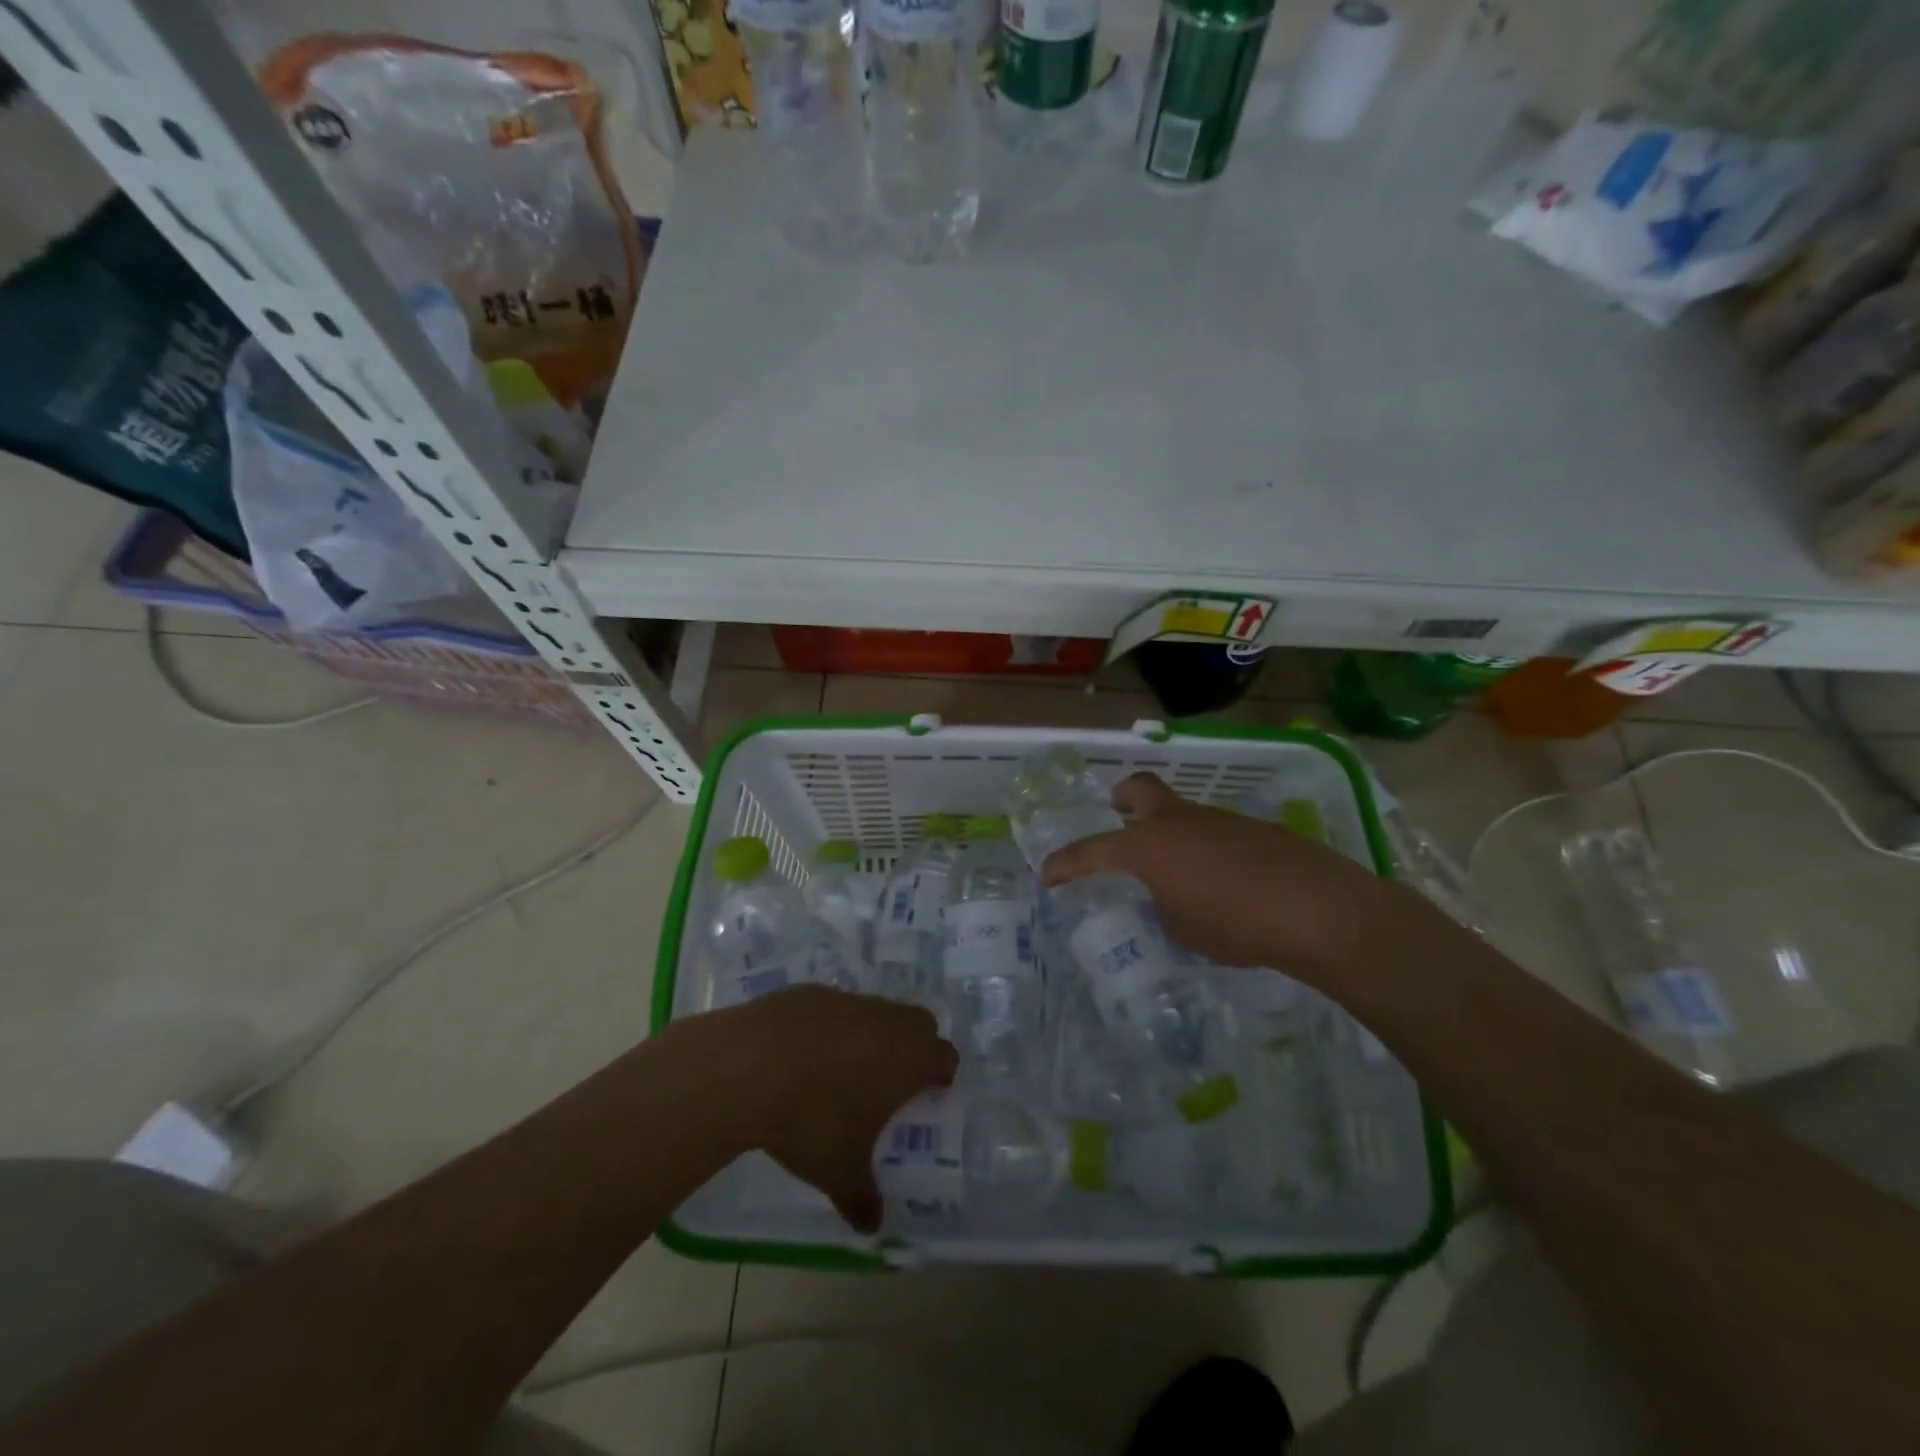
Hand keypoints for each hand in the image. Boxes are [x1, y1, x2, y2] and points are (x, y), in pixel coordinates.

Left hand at [691, 986, 956, 1232]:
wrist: (748, 1066)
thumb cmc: (810, 1120)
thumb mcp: (838, 1171)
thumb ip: (862, 1198)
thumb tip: (872, 1227)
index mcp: (908, 1057)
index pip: (945, 1056)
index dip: (940, 1075)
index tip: (928, 1095)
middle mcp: (886, 1020)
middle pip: (918, 1024)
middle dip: (912, 1048)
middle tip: (889, 1083)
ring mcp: (848, 999)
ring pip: (875, 1012)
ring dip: (869, 1035)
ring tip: (840, 1071)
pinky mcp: (811, 991)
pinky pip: (833, 1008)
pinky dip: (828, 1027)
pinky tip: (800, 1055)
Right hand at [1039, 772, 1393, 977]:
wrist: (1318, 909)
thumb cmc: (1236, 924)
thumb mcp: (1184, 930)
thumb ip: (1166, 907)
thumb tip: (1171, 896)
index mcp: (1149, 846)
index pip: (1092, 850)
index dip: (1066, 863)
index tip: (1048, 875)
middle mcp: (1179, 822)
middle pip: (1140, 788)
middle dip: (1123, 799)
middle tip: (1119, 816)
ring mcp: (1219, 820)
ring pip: (1182, 813)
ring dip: (1170, 833)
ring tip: (1181, 876)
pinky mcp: (1254, 829)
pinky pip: (1215, 832)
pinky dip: (1207, 850)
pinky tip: (1226, 883)